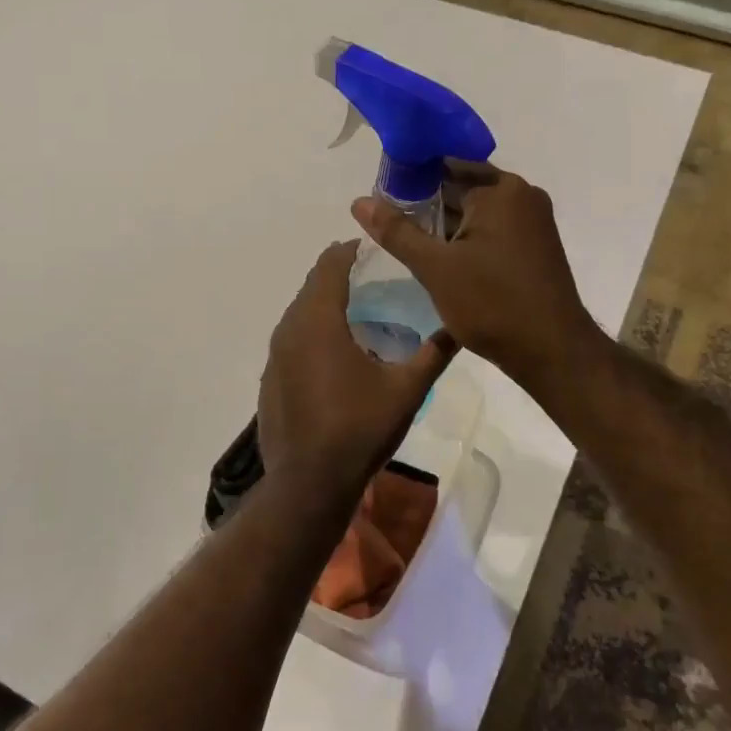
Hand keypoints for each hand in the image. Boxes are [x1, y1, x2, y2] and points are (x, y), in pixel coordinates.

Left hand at [257, 242, 456, 497]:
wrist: (309, 483)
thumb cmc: (359, 429)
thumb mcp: (407, 390)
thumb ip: (434, 354)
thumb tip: (461, 327)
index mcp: (319, 321)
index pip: (330, 265)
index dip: (351, 250)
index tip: (376, 248)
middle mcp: (289, 330)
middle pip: (313, 286)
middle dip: (341, 275)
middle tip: (376, 279)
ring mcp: (275, 356)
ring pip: (300, 313)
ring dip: (326, 305)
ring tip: (360, 313)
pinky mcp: (270, 379)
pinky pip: (292, 340)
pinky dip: (313, 333)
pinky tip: (336, 355)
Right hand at [351, 161, 603, 393]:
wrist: (552, 352)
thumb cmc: (492, 304)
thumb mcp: (435, 268)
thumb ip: (397, 231)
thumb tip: (359, 201)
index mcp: (501, 190)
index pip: (446, 164)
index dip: (410, 176)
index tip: (381, 193)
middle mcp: (522, 196)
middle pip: (463, 186)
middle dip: (426, 202)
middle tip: (388, 221)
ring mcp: (533, 223)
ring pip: (477, 212)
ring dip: (445, 224)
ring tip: (407, 240)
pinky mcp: (534, 247)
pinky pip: (492, 230)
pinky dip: (466, 238)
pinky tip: (440, 258)